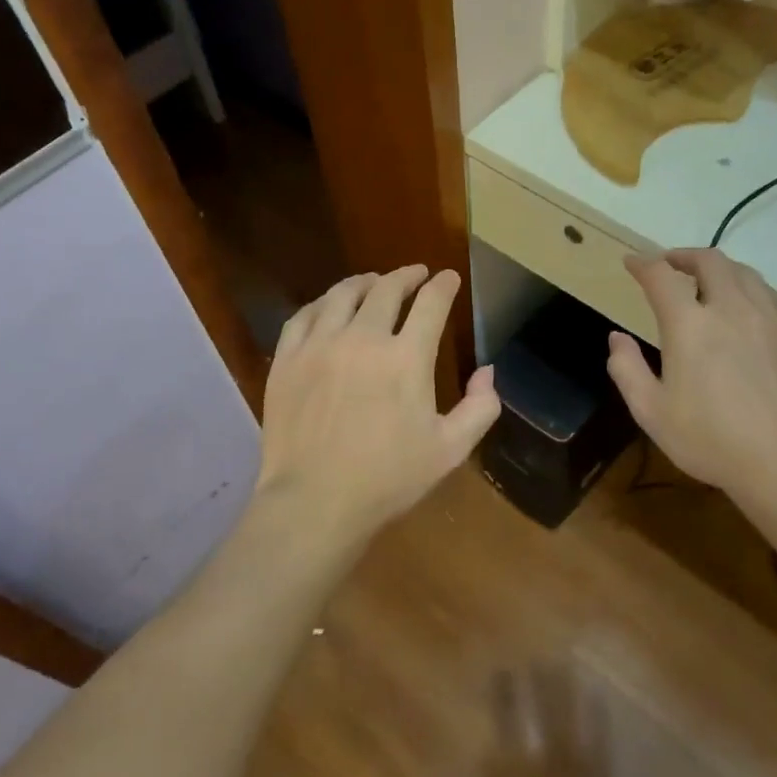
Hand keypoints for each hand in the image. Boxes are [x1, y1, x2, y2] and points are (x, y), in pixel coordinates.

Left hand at [256, 266, 500, 545]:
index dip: (443, 285)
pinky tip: (329, 307)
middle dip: (406, 276)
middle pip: (387, 289)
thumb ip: (480, 407)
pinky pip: (305, 315)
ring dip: (364, 282)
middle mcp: (363, 338)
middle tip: (415, 275)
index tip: (448, 278)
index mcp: (407, 358)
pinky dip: (323, 303)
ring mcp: (320, 345)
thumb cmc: (388, 479)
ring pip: (342, 294)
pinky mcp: (288, 359)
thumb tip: (488, 371)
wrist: (314, 502)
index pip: (431, 303)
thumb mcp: (450, 450)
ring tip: (373, 282)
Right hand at [605, 250, 776, 516]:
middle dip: (684, 256)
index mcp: (689, 325)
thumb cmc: (711, 440)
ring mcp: (770, 319)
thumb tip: (617, 338)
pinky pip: (774, 296)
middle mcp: (730, 309)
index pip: (660, 277)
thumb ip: (627, 369)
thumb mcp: (651, 412)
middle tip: (670, 266)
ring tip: (708, 282)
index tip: (632, 263)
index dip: (643, 264)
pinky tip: (751, 307)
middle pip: (709, 261)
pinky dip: (754, 291)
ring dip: (720, 269)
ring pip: (745, 273)